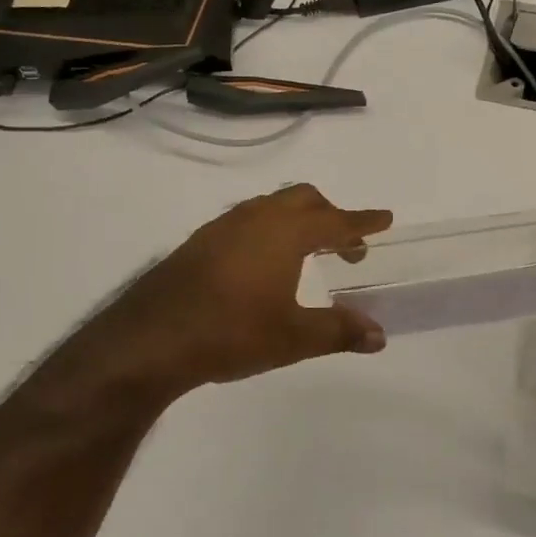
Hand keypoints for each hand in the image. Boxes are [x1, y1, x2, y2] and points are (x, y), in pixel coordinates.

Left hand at [50, 184, 391, 411]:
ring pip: (272, 206)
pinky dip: (270, 230)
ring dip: (298, 221)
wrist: (151, 337)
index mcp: (285, 232)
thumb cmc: (232, 332)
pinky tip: (263, 264)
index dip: (363, 221)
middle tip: (347, 247)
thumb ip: (338, 331)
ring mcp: (224, 226)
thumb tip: (379, 335)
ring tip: (308, 253)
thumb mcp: (293, 337)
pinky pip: (247, 220)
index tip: (385, 219)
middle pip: (304, 199)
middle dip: (331, 216)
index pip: (336, 220)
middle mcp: (256, 217)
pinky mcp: (200, 241)